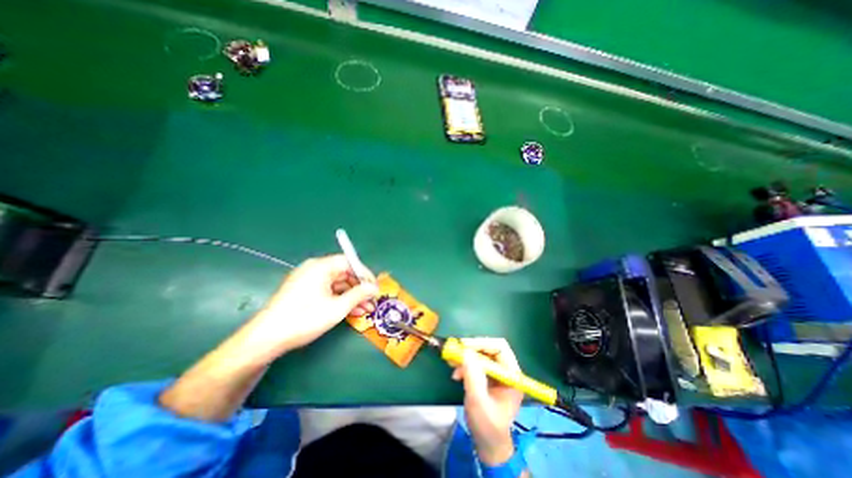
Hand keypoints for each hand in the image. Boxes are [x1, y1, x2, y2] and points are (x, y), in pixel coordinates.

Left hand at [236, 254, 374, 361]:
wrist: (266, 339)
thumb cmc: (304, 319)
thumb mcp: (337, 308)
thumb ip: (359, 294)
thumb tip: (374, 288)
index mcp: (321, 266)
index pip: (349, 262)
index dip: (365, 274)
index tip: (375, 287)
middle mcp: (314, 269)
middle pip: (344, 273)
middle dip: (360, 288)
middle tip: (372, 301)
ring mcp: (308, 281)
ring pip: (337, 285)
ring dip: (352, 296)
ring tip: (365, 310)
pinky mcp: (304, 292)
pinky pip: (328, 291)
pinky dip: (340, 300)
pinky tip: (352, 312)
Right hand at [448, 338, 522, 464]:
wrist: (488, 445)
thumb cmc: (487, 426)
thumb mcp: (478, 402)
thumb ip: (473, 376)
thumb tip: (465, 352)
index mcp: (512, 375)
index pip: (500, 348)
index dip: (482, 343)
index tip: (464, 346)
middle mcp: (506, 370)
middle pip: (489, 348)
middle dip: (471, 349)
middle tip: (456, 352)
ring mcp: (496, 373)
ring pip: (481, 354)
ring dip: (466, 357)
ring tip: (452, 363)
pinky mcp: (488, 377)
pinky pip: (476, 363)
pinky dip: (465, 364)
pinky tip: (456, 374)